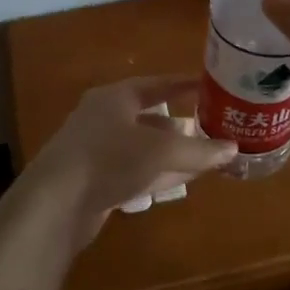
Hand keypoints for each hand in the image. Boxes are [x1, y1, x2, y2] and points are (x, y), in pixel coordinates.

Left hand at [18, 75, 237, 251]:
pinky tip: (184, 179)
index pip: (156, 84)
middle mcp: (104, 118)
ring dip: (174, 152)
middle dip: (181, 124)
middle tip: (212, 126)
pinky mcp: (97, 181)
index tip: (209, 86)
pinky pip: (136, 171)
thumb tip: (233, 149)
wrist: (55, 204)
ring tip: (206, 156)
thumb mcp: (161, 151)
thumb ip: (199, 150)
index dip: (183, 85)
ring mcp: (98, 151)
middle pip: (150, 117)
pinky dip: (160, 172)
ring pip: (144, 147)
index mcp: (115, 98)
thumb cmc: (109, 159)